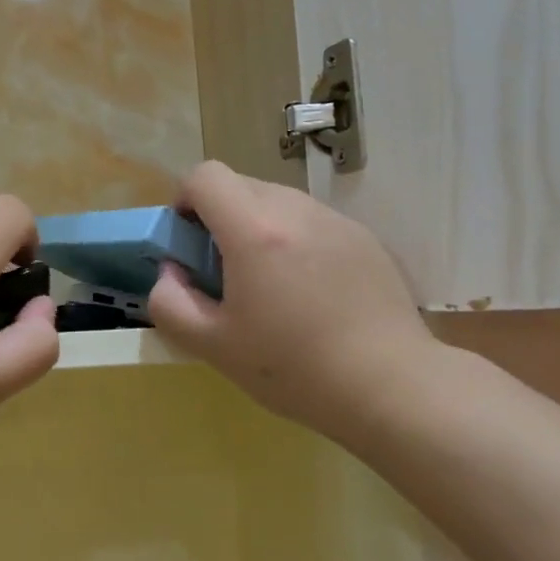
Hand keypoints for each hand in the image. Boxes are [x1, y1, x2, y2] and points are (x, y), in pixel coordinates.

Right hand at [148, 162, 443, 446]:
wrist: (389, 384)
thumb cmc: (293, 368)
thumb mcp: (213, 346)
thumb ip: (170, 303)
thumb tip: (170, 273)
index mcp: (254, 231)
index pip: (205, 176)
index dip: (185, 200)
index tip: (188, 240)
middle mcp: (296, 210)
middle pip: (241, 185)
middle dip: (219, 216)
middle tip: (224, 270)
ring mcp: (335, 220)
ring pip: (278, 201)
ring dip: (258, 227)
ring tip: (269, 284)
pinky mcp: (363, 237)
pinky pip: (312, 221)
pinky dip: (295, 240)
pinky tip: (310, 292)